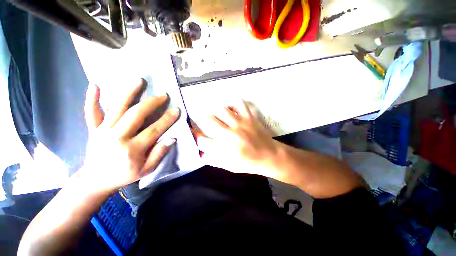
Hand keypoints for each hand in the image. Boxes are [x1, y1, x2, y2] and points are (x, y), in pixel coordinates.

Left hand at [79, 79, 179, 192]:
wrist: (96, 180)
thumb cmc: (124, 175)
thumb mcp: (146, 170)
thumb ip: (159, 154)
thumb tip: (171, 138)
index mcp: (132, 150)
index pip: (153, 130)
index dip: (167, 119)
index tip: (176, 110)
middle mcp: (116, 137)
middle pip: (136, 115)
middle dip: (152, 103)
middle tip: (163, 95)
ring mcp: (102, 132)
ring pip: (116, 108)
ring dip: (128, 93)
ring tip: (139, 80)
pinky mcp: (93, 130)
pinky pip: (91, 113)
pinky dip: (92, 99)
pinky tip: (95, 84)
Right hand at [195, 102, 285, 181]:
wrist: (270, 156)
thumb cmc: (249, 163)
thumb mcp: (230, 166)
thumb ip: (213, 159)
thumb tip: (200, 152)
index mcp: (226, 148)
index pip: (203, 140)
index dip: (195, 136)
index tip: (193, 133)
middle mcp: (231, 134)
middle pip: (209, 120)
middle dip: (201, 119)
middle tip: (201, 119)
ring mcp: (241, 123)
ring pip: (222, 109)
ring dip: (215, 111)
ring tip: (214, 113)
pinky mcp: (250, 117)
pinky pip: (240, 103)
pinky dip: (233, 103)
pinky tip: (230, 108)